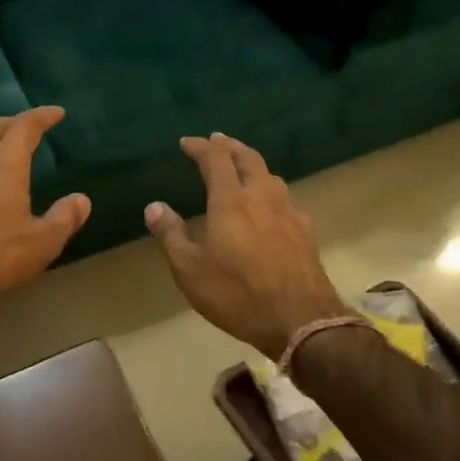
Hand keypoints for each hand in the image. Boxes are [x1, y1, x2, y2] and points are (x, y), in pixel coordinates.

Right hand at [143, 133, 349, 359]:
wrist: (300, 320)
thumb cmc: (237, 294)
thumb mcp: (190, 269)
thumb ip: (171, 234)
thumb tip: (154, 205)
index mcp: (231, 200)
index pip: (215, 159)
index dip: (200, 147)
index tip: (186, 142)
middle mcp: (262, 196)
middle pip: (248, 158)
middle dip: (230, 145)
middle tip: (217, 140)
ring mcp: (289, 212)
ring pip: (270, 176)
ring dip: (252, 165)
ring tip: (241, 168)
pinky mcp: (305, 231)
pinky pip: (285, 199)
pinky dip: (270, 191)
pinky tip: (269, 208)